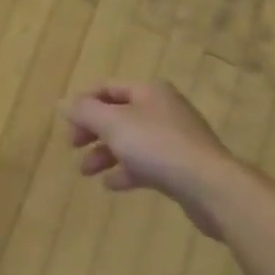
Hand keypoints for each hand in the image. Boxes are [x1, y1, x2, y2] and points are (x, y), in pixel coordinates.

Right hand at [62, 80, 233, 238]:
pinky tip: (111, 185)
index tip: (66, 124)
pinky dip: (126, 171)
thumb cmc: (158, 146)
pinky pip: (146, 164)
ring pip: (131, 141)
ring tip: (86, 171)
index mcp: (149, 90)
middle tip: (72, 146)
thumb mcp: (113, 124)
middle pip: (118, 114)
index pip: (107, 87)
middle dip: (92, 130)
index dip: (83, 102)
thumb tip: (63, 102)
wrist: (211, 187)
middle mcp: (162, 108)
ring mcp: (175, 138)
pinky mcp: (181, 166)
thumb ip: (85, 112)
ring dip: (105, 153)